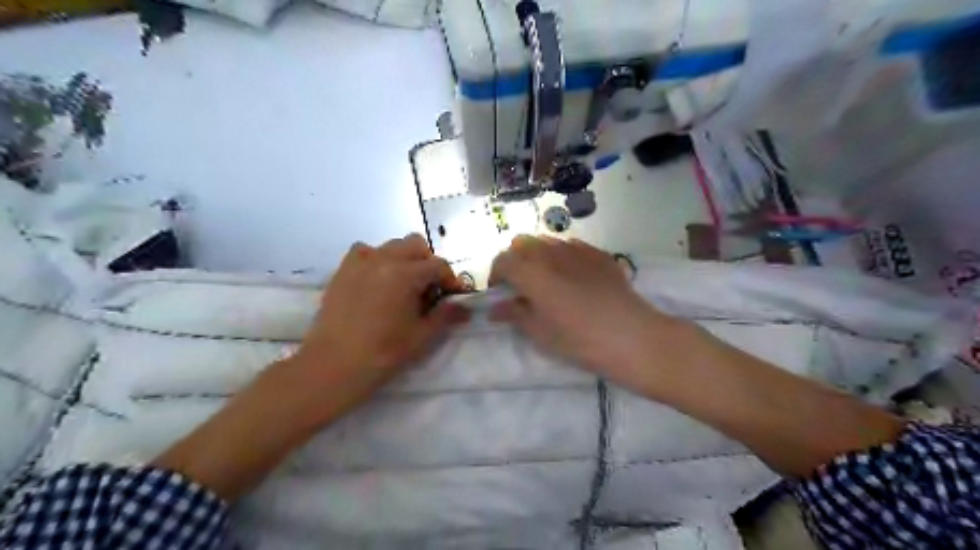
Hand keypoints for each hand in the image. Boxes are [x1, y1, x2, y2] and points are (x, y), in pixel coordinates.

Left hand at [288, 233, 468, 416]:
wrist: (333, 365)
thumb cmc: (383, 352)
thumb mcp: (422, 336)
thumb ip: (445, 315)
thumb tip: (463, 307)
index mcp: (406, 274)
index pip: (438, 265)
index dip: (450, 279)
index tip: (453, 296)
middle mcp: (384, 259)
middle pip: (416, 245)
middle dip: (428, 263)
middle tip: (429, 289)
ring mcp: (360, 262)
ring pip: (391, 245)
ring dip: (404, 259)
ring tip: (403, 284)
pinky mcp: (343, 270)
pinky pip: (364, 251)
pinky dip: (376, 259)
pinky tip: (377, 280)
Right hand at [487, 237, 682, 385]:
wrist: (631, 336)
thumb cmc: (579, 340)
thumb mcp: (540, 332)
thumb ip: (515, 314)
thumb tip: (495, 309)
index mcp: (532, 272)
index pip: (503, 260)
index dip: (496, 274)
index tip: (501, 292)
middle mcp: (551, 253)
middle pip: (522, 243)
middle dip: (516, 259)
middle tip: (522, 284)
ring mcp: (577, 249)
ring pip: (547, 241)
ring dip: (538, 255)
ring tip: (548, 279)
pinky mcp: (599, 253)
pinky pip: (572, 246)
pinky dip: (563, 256)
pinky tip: (574, 277)